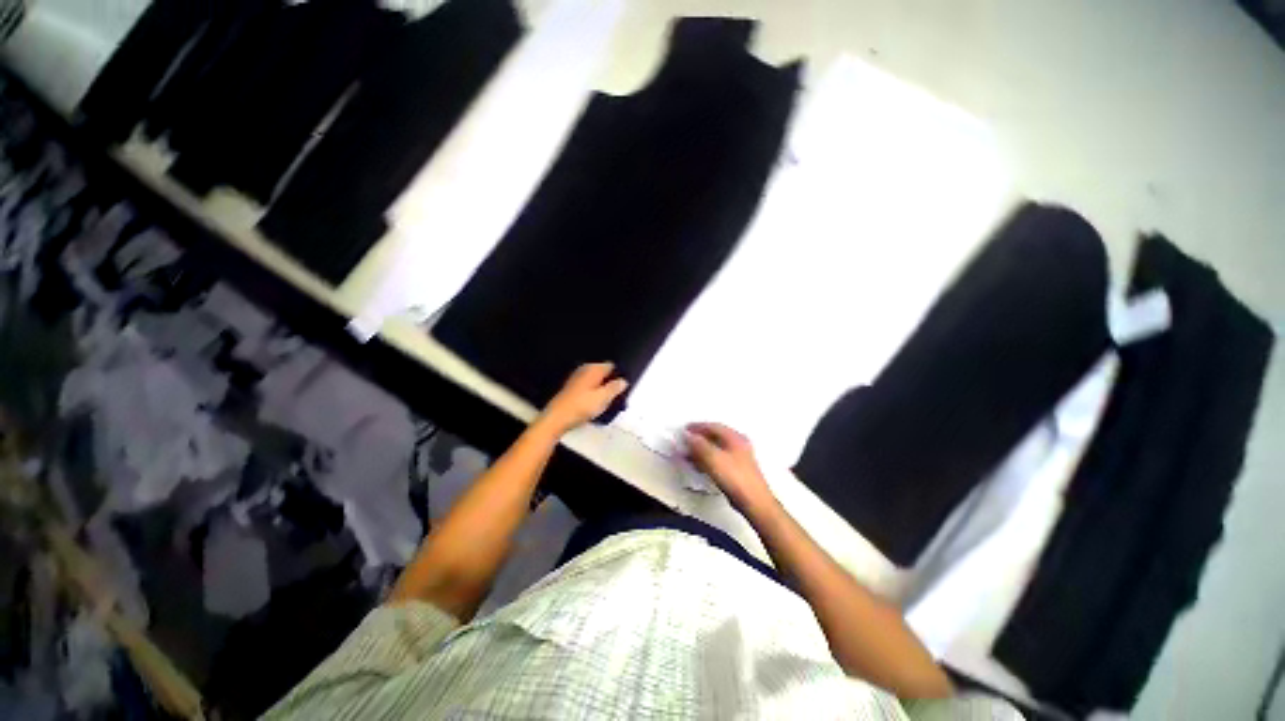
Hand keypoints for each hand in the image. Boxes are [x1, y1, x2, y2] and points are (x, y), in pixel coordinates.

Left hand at [541, 362, 629, 433]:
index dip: (619, 375)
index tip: (624, 386)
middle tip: (617, 396)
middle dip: (610, 382)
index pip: (611, 366)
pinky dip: (592, 394)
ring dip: (601, 389)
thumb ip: (615, 388)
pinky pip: (587, 388)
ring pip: (595, 381)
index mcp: (593, 369)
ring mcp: (576, 379)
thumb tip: (623, 381)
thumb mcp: (603, 398)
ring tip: (608, 402)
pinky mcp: (571, 389)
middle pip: (603, 373)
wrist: (557, 418)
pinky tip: (595, 404)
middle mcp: (584, 370)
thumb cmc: (582, 406)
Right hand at [685, 423, 777, 515]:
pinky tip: (698, 466)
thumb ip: (699, 445)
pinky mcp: (736, 470)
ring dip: (701, 450)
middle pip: (715, 437)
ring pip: (715, 449)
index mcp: (735, 438)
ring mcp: (738, 458)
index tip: (685, 429)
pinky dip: (706, 460)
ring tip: (687, 455)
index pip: (713, 426)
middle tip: (684, 442)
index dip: (698, 427)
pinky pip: (718, 459)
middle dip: (698, 439)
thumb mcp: (714, 459)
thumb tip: (688, 435)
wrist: (754, 502)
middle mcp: (738, 444)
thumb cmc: (735, 477)